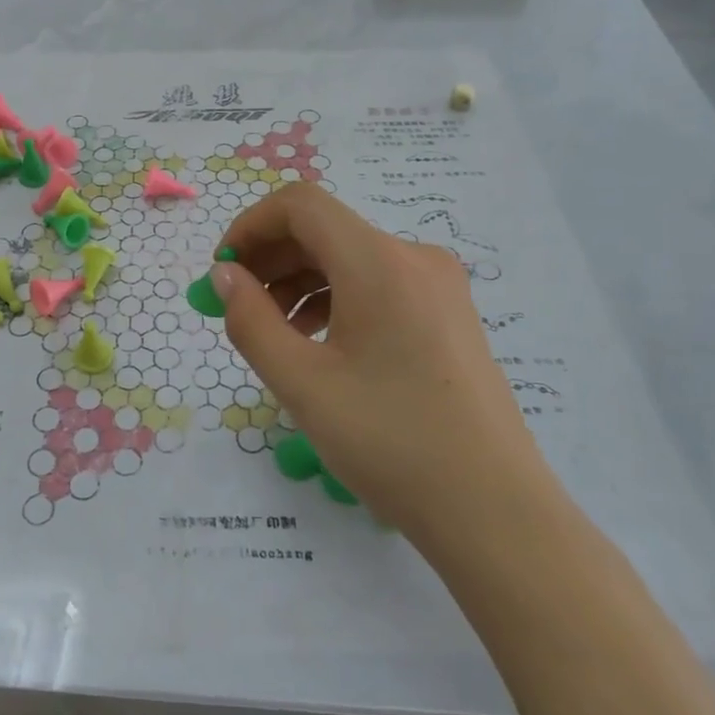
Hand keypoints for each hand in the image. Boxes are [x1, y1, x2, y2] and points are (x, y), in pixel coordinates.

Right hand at [212, 183, 554, 533]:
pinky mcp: (448, 314)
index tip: (222, 272)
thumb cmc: (389, 442)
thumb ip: (251, 320)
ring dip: (300, 281)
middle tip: (236, 306)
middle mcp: (414, 257)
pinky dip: (335, 299)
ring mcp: (438, 285)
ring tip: (274, 333)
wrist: (492, 509)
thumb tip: (224, 275)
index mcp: (379, 262)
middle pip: (325, 229)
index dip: (250, 226)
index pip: (300, 205)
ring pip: (350, 258)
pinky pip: (378, 284)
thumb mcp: (302, 383)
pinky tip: (317, 343)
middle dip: (271, 258)